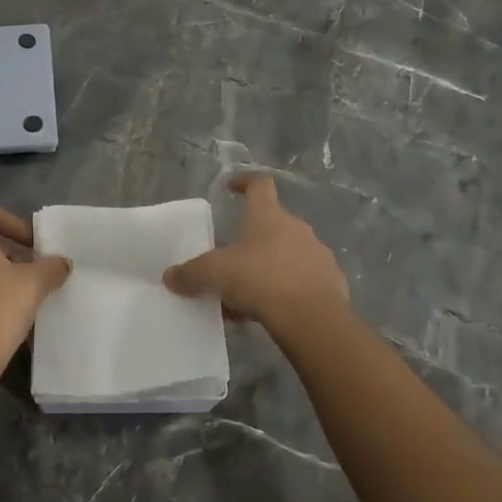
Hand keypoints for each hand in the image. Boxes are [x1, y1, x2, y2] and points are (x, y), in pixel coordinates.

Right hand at [163, 175, 347, 337]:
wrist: (313, 318)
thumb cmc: (261, 280)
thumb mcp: (215, 275)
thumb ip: (191, 274)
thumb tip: (169, 277)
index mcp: (269, 216)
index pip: (259, 185)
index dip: (245, 182)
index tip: (232, 188)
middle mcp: (296, 228)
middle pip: (272, 224)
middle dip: (252, 238)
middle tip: (231, 258)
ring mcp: (317, 254)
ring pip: (287, 254)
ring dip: (268, 267)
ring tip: (247, 294)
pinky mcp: (331, 283)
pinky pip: (302, 280)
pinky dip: (285, 290)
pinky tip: (269, 312)